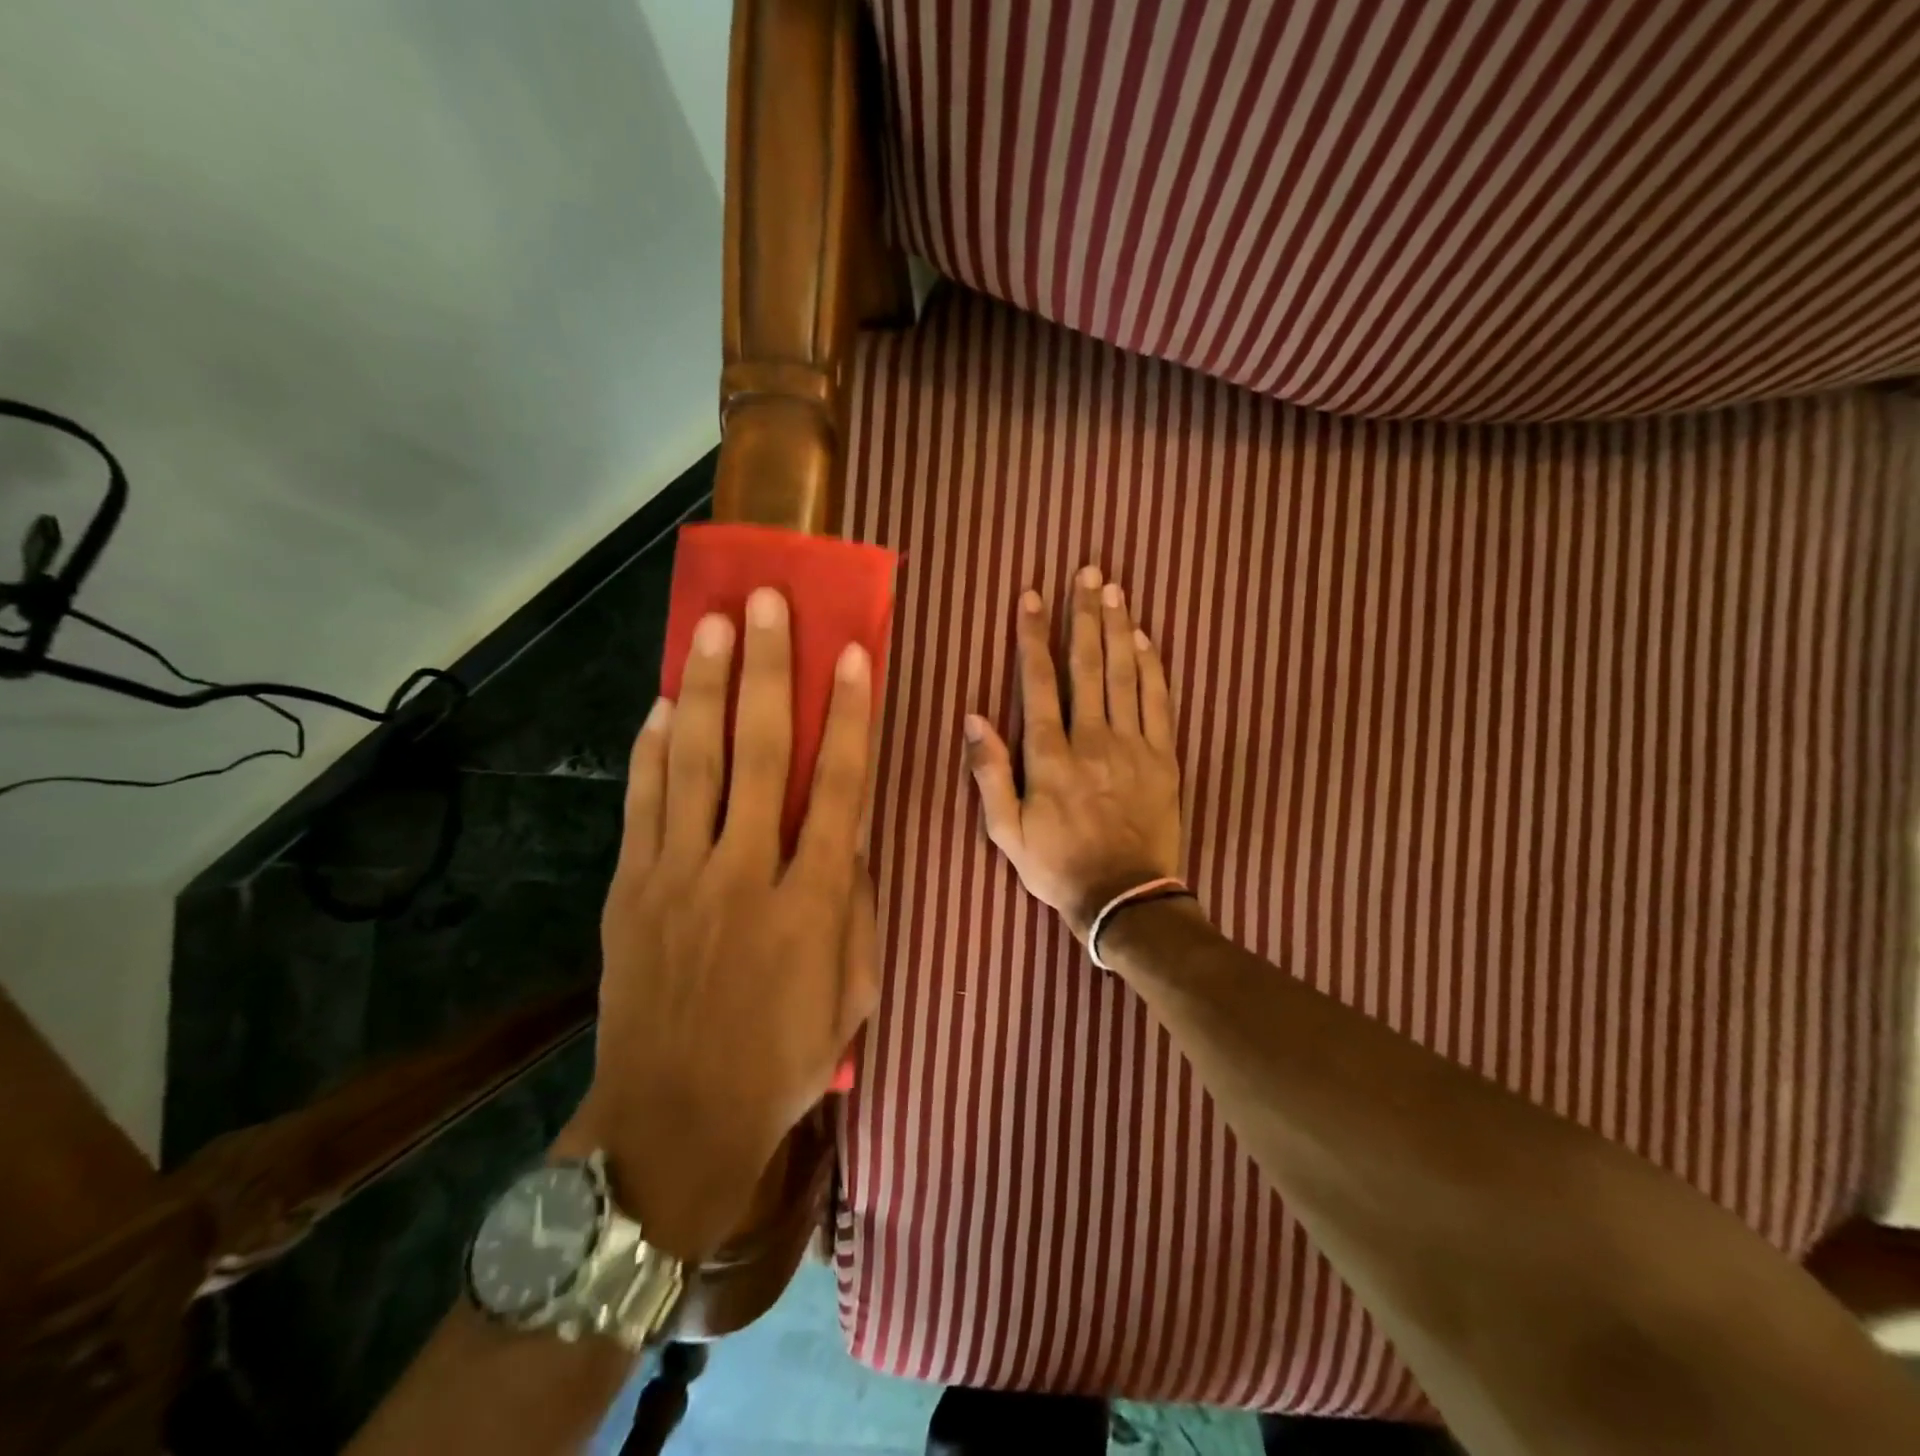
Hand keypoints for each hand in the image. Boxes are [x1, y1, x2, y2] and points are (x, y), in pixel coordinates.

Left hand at [563, 588, 878, 1261]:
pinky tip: (662, 702)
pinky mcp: (631, 890)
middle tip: (765, 604)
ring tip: (711, 626)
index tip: (853, 654)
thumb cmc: (782, 1059)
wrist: (674, 1122)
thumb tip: (851, 831)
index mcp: (811, 900)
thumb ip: (858, 903)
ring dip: (706, 688)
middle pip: (759, 752)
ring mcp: (679, 877)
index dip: (849, 714)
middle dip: (767, 671)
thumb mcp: (854, 990)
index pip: (838, 785)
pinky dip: (652, 749)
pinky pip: (643, 803)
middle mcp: (744, 872)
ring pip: (693, 762)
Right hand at [964, 566, 1182, 941]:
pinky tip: (1144, 639)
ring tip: (1115, 589)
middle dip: (1084, 615)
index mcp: (1051, 756)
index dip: (1034, 636)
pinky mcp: (1164, 758)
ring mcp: (1133, 746)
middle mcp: (1093, 740)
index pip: (1040, 682)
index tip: (1032, 597)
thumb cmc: (1057, 866)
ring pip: (1124, 675)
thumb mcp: (1005, 830)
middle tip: (1087, 572)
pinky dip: (1152, 667)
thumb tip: (974, 717)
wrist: (1125, 899)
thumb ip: (989, 772)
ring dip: (1118, 628)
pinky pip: (1158, 703)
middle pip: (1088, 665)